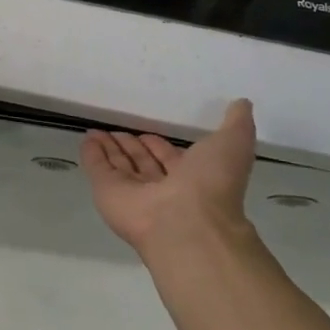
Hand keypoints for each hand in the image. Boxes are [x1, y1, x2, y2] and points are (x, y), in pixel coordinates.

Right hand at [81, 100, 258, 258]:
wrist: (187, 226)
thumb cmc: (212, 184)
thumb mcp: (233, 145)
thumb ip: (236, 125)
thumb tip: (243, 103)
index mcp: (190, 178)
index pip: (169, 157)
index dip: (159, 144)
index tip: (148, 131)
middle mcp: (161, 187)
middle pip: (141, 163)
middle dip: (130, 146)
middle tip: (117, 128)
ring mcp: (132, 193)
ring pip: (118, 166)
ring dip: (108, 148)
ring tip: (95, 130)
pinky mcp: (107, 193)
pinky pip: (97, 169)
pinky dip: (91, 154)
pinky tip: (87, 139)